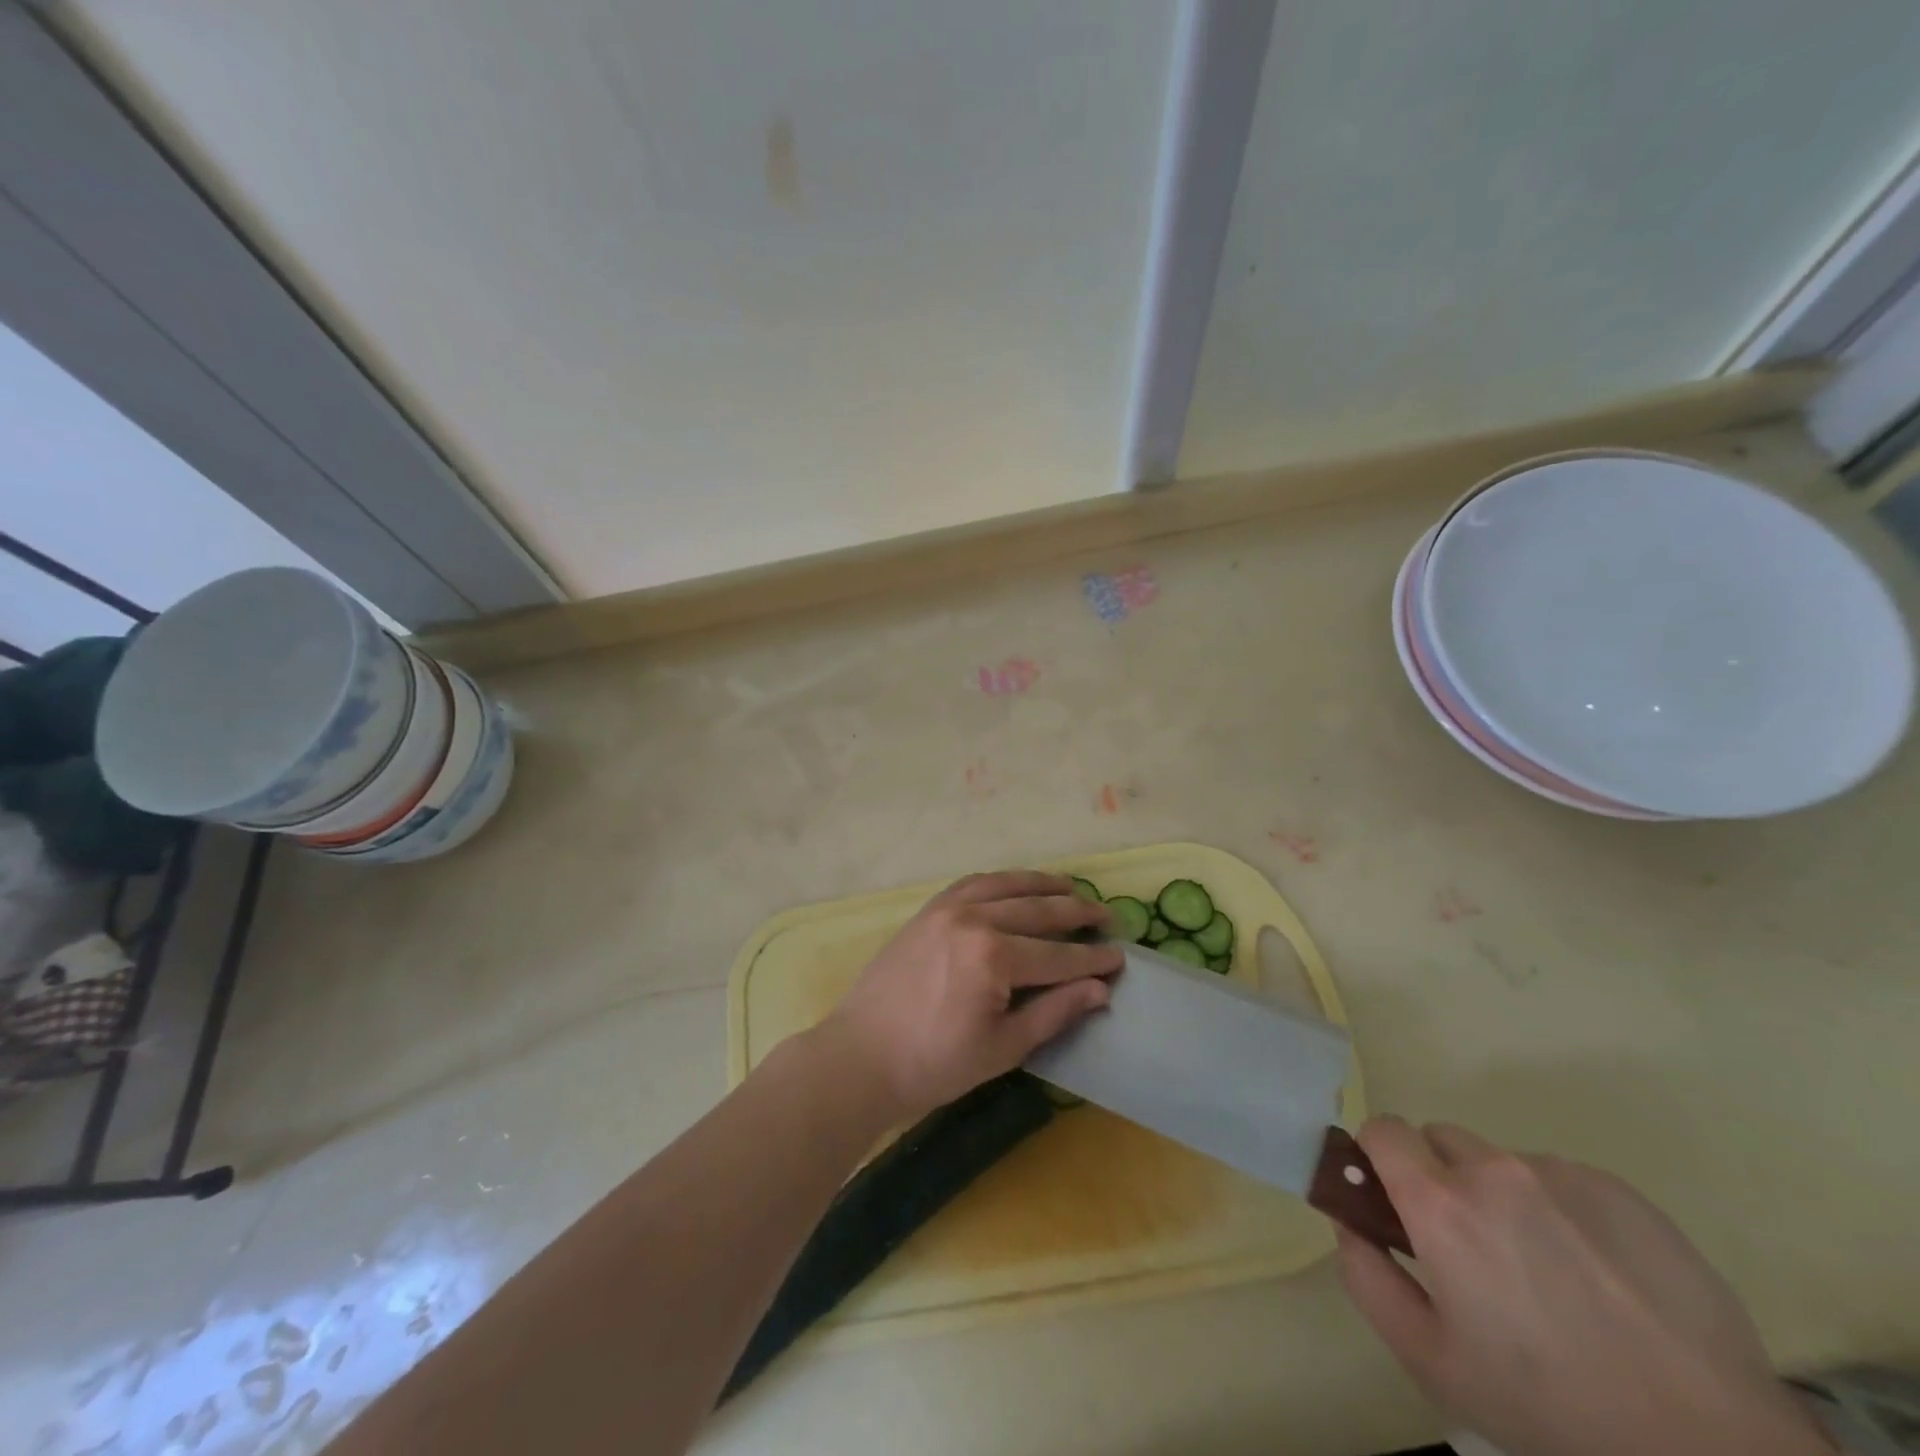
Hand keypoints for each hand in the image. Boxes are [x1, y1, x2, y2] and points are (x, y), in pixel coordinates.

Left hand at [816, 871, 1120, 1121]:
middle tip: (1107, 916)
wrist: (861, 1056)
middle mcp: (973, 919)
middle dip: (1077, 912)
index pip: (1057, 954)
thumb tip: (1099, 989)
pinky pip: (972, 883)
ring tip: (1070, 887)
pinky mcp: (928, 910)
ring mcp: (946, 909)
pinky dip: (1001, 881)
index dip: (1092, 958)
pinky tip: (1016, 886)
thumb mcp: (1003, 1047)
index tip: (1121, 956)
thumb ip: (1054, 1012)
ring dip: (1041, 885)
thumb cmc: (934, 1064)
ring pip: (1005, 885)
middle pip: (1037, 910)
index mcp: (992, 956)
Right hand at [1336, 1119, 1831, 1455]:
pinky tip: (1599, 1277)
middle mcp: (1494, 1169)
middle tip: (1474, 1249)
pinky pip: (1564, 1179)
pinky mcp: (1621, 1191)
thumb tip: (1347, 1221)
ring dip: (1505, 1197)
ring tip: (1550, 1274)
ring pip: (1503, 1162)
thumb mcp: (1432, 1361)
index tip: (1397, 1202)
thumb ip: (1367, 1278)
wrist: (1712, 1449)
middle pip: (1441, 1140)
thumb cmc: (1550, 1406)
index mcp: (1440, 1202)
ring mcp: (1562, 1174)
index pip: (1383, 1129)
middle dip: (1442, 1179)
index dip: (1380, 1159)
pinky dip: (1562, 1211)